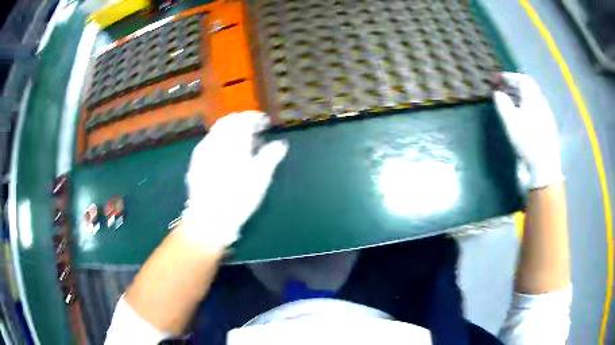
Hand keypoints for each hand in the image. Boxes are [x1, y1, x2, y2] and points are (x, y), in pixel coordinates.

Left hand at [181, 111, 287, 248]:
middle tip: (253, 129)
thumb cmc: (238, 197)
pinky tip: (225, 153)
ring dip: (229, 130)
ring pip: (217, 131)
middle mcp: (215, 141)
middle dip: (241, 121)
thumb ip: (271, 156)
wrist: (209, 218)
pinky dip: (220, 141)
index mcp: (232, 142)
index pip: (243, 120)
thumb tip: (281, 144)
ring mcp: (202, 151)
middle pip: (228, 121)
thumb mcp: (260, 178)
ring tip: (241, 141)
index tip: (265, 122)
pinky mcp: (195, 162)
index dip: (255, 118)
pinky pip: (209, 142)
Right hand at [493, 72, 562, 189]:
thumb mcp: (511, 122)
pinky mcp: (546, 130)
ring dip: (519, 98)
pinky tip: (520, 118)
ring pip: (532, 101)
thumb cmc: (527, 141)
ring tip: (508, 103)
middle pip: (528, 89)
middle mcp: (541, 105)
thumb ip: (503, 104)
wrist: (544, 167)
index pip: (522, 79)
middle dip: (514, 86)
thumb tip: (497, 94)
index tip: (498, 79)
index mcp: (534, 99)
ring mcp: (545, 118)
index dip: (509, 77)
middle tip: (501, 90)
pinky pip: (535, 111)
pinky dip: (525, 109)